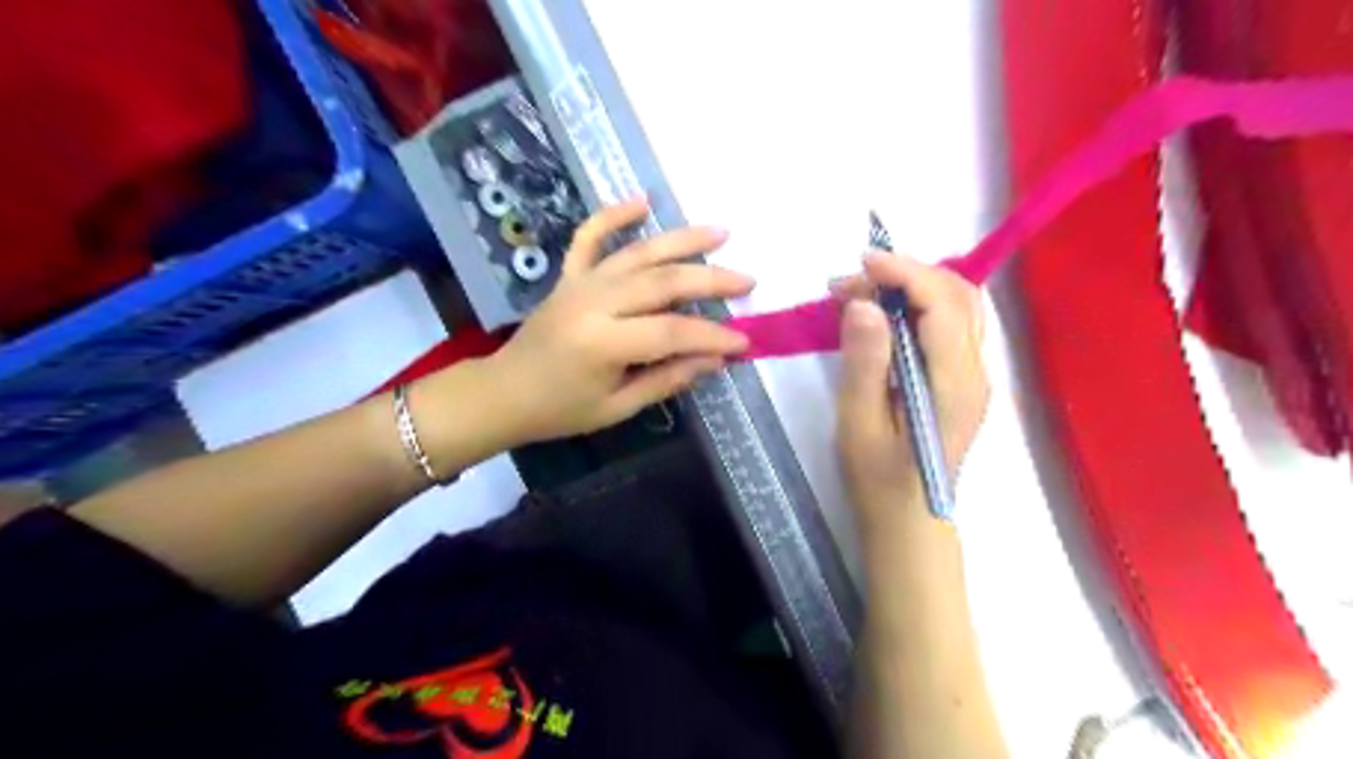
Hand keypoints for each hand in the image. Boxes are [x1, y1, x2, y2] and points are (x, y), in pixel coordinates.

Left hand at [483, 197, 750, 443]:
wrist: (503, 392)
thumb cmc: (560, 410)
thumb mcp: (617, 408)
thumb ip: (666, 379)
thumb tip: (714, 360)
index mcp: (603, 343)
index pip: (672, 332)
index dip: (712, 336)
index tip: (744, 341)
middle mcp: (593, 302)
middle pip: (662, 282)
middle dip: (710, 280)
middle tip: (747, 281)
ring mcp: (580, 283)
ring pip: (638, 253)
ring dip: (681, 240)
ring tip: (721, 232)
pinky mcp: (569, 275)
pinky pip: (591, 237)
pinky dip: (614, 216)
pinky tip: (643, 201)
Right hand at [831, 253, 990, 536]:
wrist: (910, 519)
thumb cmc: (878, 478)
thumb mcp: (860, 423)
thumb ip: (865, 363)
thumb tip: (866, 305)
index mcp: (953, 384)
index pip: (942, 305)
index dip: (905, 273)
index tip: (860, 263)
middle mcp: (975, 372)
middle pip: (958, 295)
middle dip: (905, 274)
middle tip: (849, 284)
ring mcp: (975, 375)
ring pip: (958, 305)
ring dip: (913, 285)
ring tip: (862, 293)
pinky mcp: (963, 379)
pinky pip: (950, 324)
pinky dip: (919, 304)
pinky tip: (884, 314)